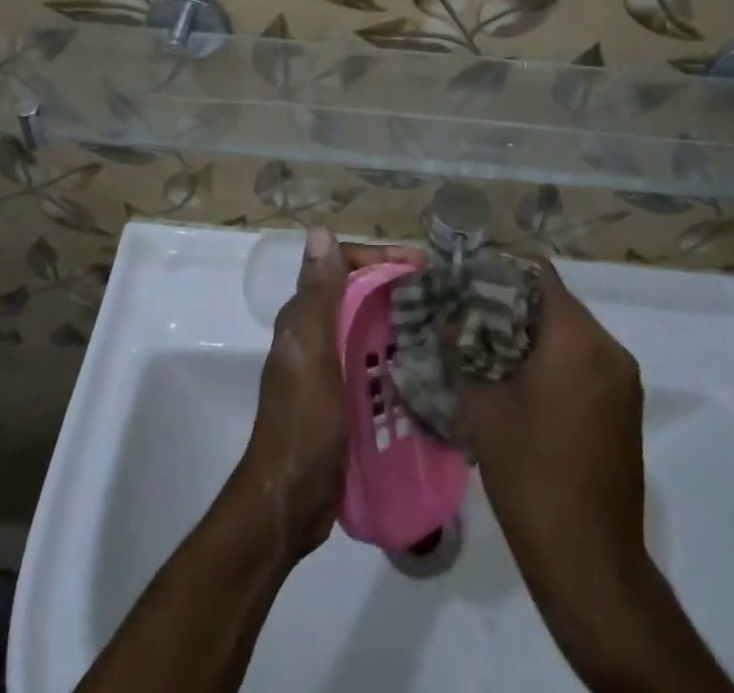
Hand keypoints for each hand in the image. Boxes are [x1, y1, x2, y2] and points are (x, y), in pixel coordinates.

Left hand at [230, 228, 424, 561]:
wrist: (289, 502)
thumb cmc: (302, 423)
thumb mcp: (312, 352)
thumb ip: (318, 294)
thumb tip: (318, 230)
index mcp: (305, 317)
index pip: (343, 265)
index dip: (380, 258)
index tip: (421, 265)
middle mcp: (316, 334)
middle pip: (360, 294)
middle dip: (397, 287)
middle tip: (441, 294)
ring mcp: (331, 367)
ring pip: (370, 327)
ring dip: (402, 321)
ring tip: (444, 325)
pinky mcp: (346, 397)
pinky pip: (377, 363)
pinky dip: (400, 356)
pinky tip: (430, 366)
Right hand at [458, 260, 649, 610]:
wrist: (589, 562)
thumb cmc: (531, 474)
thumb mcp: (483, 408)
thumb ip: (462, 353)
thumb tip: (445, 318)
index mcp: (578, 338)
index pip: (541, 276)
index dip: (503, 274)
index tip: (469, 284)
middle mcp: (610, 349)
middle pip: (558, 305)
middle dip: (515, 307)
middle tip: (471, 318)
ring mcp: (624, 382)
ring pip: (573, 336)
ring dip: (535, 337)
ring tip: (489, 350)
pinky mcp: (626, 410)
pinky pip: (587, 365)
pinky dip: (557, 363)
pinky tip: (522, 385)